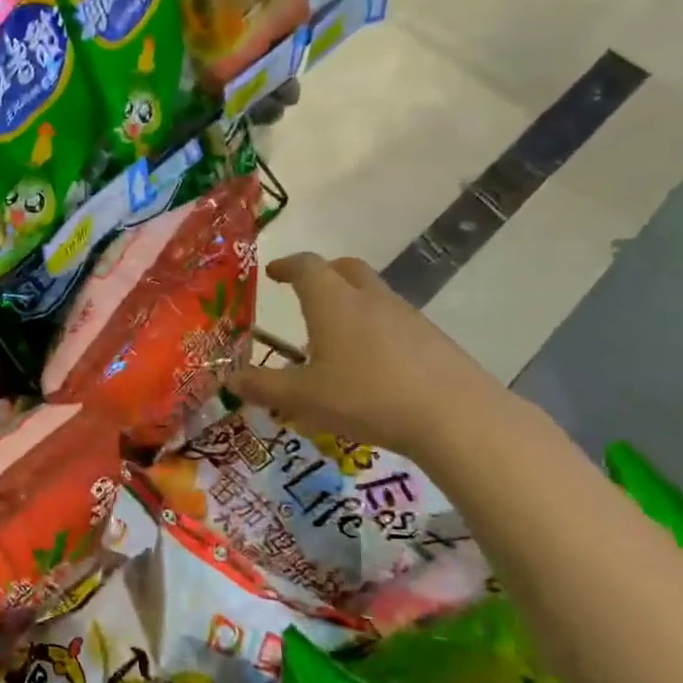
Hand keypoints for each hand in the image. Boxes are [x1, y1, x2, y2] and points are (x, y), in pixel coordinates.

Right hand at [229, 254, 507, 457]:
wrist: (454, 416)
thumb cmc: (365, 397)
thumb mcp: (303, 398)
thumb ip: (263, 387)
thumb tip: (229, 379)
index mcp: (333, 303)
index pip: (307, 267)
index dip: (288, 266)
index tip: (273, 272)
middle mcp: (370, 299)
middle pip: (346, 268)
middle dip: (323, 273)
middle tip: (305, 292)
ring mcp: (406, 316)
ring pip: (372, 293)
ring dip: (350, 302)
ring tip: (333, 336)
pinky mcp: (431, 338)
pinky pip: (393, 319)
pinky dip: (374, 327)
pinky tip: (370, 363)